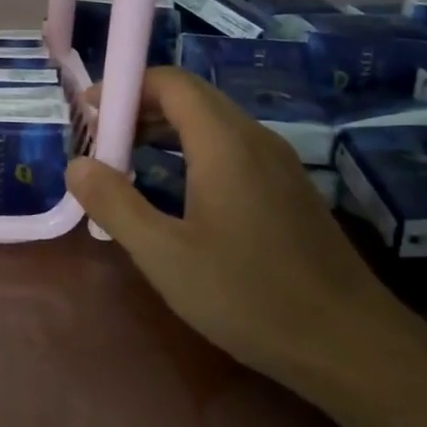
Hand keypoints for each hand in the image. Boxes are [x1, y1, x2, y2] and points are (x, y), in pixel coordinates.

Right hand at [67, 68, 403, 386]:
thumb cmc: (249, 296)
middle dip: (139, 107)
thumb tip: (77, 165)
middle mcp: (255, 139)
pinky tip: (175, 190)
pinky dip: (192, 150)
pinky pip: (231, 148)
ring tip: (126, 162)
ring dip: (165, 129)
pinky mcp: (288, 189)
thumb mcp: (165, 256)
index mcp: (225, 143)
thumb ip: (115, 205)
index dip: (125, 86)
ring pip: (213, 123)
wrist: (349, 344)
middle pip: (192, 97)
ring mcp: (278, 163)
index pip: (171, 82)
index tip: (88, 112)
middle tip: (100, 139)